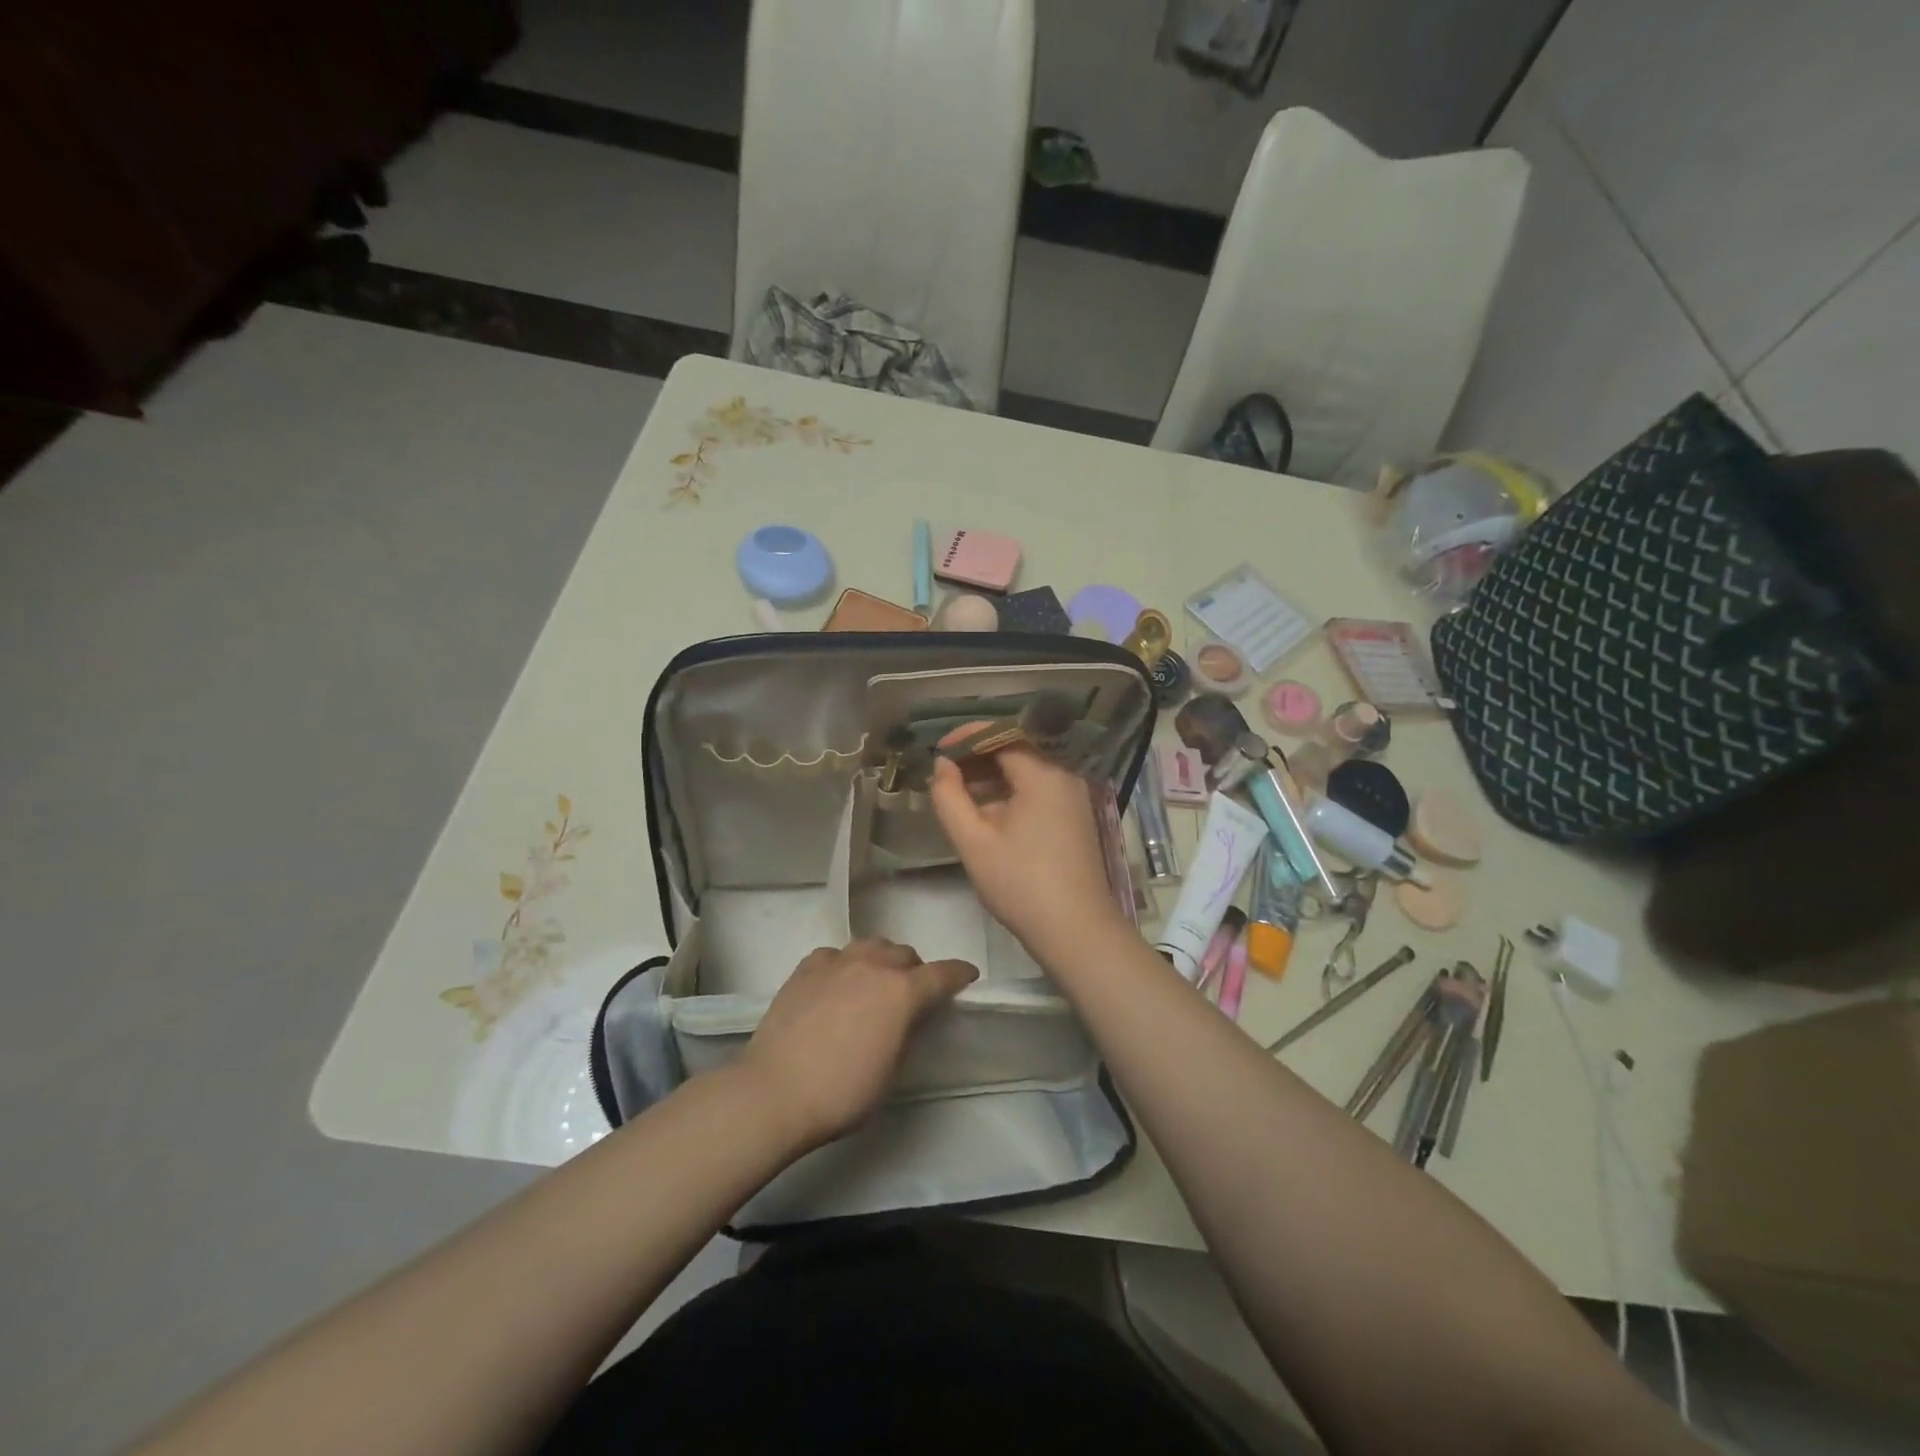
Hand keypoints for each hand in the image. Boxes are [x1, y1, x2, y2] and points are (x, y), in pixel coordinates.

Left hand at [735, 938, 976, 1149]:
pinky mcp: (806, 968)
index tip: (968, 975)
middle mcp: (873, 966)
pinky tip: (837, 984)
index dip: (959, 973)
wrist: (775, 1091)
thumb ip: (906, 1032)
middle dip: (915, 970)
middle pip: (905, 954)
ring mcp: (837, 962)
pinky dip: (844, 965)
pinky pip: (835, 955)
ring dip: (881, 960)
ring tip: (875, 982)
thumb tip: (908, 1015)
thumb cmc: (842, 1093)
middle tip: (910, 994)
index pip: (942, 973)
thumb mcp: (891, 1071)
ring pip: (871, 946)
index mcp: (902, 992)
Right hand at [929, 743, 1131, 963]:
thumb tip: (943, 765)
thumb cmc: (1020, 884)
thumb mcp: (974, 841)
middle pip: (1016, 752)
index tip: (939, 750)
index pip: (1002, 736)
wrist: (1076, 931)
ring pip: (1027, 773)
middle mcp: (1064, 777)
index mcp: (1043, 775)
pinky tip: (989, 815)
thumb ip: (950, 797)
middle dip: (978, 758)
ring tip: (960, 795)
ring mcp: (1074, 798)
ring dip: (993, 778)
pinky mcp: (1076, 818)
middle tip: (945, 774)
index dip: (967, 737)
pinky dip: (1012, 794)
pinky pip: (1039, 792)